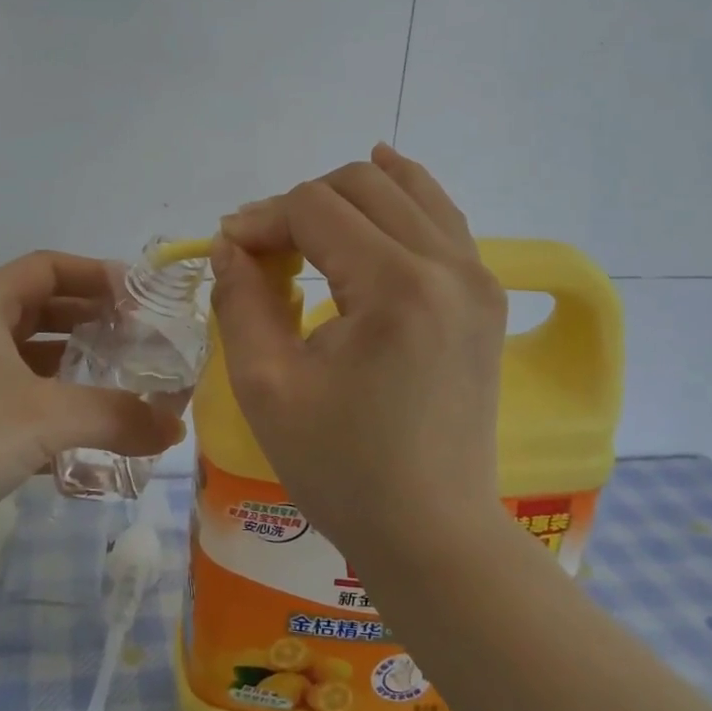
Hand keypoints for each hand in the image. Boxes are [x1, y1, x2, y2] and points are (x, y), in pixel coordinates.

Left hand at [0, 252, 183, 573]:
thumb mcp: (45, 417)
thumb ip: (117, 416)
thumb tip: (176, 428)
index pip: (46, 267)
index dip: (94, 274)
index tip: (140, 296)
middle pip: (40, 310)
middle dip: (91, 321)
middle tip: (140, 340)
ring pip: (30, 361)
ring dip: (75, 369)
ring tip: (125, 383)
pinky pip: (19, 405)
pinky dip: (55, 411)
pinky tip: (89, 437)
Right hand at [210, 145, 509, 560]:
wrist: (433, 534)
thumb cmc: (342, 470)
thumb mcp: (266, 387)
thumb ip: (240, 300)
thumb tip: (230, 245)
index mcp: (396, 287)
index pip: (314, 208)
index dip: (261, 219)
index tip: (228, 251)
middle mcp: (448, 266)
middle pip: (360, 186)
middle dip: (299, 205)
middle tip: (262, 251)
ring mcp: (477, 278)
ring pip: (405, 190)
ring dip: (346, 196)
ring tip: (305, 225)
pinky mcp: (483, 296)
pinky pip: (440, 217)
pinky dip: (403, 195)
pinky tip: (383, 175)